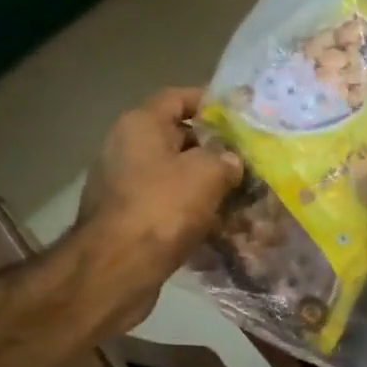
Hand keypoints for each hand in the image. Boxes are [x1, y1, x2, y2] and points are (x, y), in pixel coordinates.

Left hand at [76, 87, 241, 329]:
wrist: (117, 268)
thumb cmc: (162, 208)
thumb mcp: (207, 174)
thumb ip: (226, 159)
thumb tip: (232, 162)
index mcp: (140, 125)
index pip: (178, 98)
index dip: (211, 103)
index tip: (241, 118)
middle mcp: (127, 149)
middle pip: (178, 140)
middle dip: (215, 152)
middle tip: (249, 164)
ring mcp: (125, 186)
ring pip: (176, 178)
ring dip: (207, 188)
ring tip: (242, 200)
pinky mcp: (129, 220)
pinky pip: (169, 208)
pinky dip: (193, 214)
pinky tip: (220, 229)